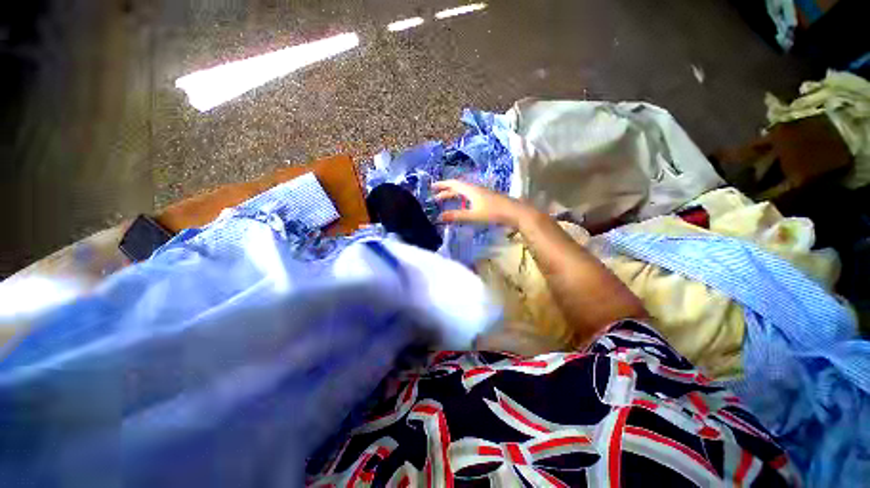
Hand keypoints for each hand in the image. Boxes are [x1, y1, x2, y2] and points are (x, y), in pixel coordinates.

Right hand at [431, 180, 528, 225]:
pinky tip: (463, 205)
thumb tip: (439, 217)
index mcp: (470, 190)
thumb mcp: (473, 215)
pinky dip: (462, 199)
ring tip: (447, 201)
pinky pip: (470, 195)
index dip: (442, 184)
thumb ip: (456, 216)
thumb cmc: (493, 212)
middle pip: (458, 187)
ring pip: (464, 191)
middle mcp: (475, 188)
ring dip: (454, 195)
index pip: (453, 184)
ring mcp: (482, 192)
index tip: (432, 187)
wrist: (515, 212)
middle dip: (446, 192)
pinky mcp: (487, 198)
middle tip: (436, 198)